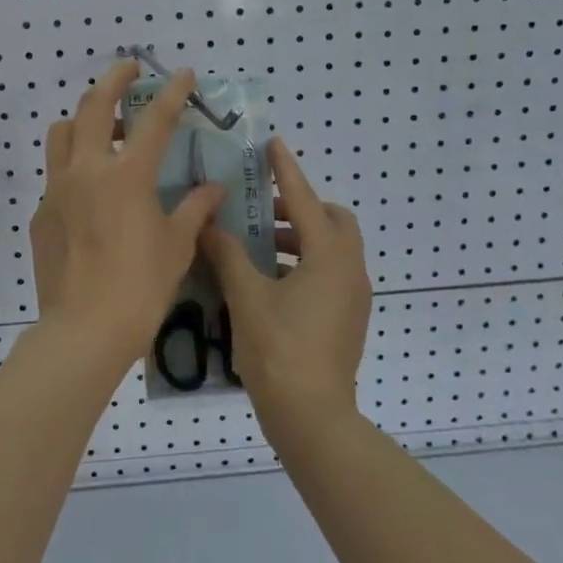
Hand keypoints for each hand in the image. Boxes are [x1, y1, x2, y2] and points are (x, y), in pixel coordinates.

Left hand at [28, 59, 227, 368]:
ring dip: (83, 120)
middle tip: (128, 70)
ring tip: (104, 130)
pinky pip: (55, 176)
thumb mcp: (176, 246)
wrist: (84, 331)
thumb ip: (194, 209)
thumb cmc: (140, 287)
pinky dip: (74, 168)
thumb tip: (212, 189)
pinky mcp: (42, 215)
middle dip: (113, 80)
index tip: (182, 72)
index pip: (154, 120)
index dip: (172, 93)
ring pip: (62, 134)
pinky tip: (92, 194)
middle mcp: (87, 171)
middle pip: (93, 107)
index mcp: (127, 175)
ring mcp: (57, 191)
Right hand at [201, 137, 371, 432]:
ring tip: (257, 246)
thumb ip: (227, 254)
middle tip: (262, 212)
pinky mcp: (347, 319)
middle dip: (300, 209)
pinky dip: (304, 264)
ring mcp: (353, 297)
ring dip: (300, 239)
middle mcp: (350, 270)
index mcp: (330, 257)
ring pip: (332, 250)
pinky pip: (329, 274)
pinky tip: (268, 281)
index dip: (287, 171)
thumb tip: (208, 224)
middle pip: (333, 222)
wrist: (312, 417)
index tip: (273, 144)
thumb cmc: (279, 350)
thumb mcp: (246, 297)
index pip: (306, 200)